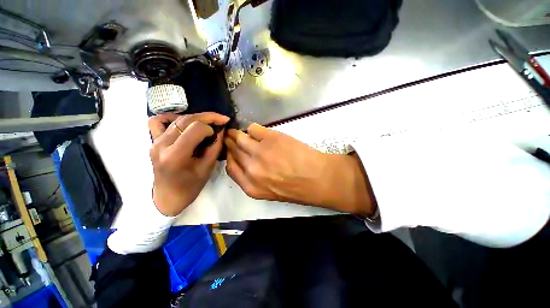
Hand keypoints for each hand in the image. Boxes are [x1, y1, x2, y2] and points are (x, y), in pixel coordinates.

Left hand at [148, 112, 228, 215]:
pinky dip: (172, 118)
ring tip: (206, 122)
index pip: (196, 128)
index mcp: (176, 155)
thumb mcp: (207, 168)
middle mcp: (162, 145)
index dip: (211, 128)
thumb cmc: (189, 187)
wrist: (167, 197)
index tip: (219, 134)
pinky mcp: (153, 141)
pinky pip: (158, 122)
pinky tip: (183, 123)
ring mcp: (155, 142)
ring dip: (195, 117)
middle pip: (186, 119)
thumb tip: (221, 131)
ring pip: (176, 118)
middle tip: (222, 119)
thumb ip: (215, 147)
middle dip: (208, 117)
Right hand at [224, 123, 374, 215]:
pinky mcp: (270, 138)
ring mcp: (259, 151)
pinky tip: (257, 131)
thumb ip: (254, 179)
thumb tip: (247, 162)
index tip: (231, 150)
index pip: (230, 167)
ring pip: (240, 137)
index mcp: (250, 186)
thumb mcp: (270, 191)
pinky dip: (253, 129)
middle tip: (231, 136)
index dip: (230, 156)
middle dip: (230, 142)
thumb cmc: (297, 188)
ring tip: (239, 130)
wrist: (317, 179)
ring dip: (237, 133)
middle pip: (232, 151)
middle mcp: (250, 168)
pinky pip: (253, 128)